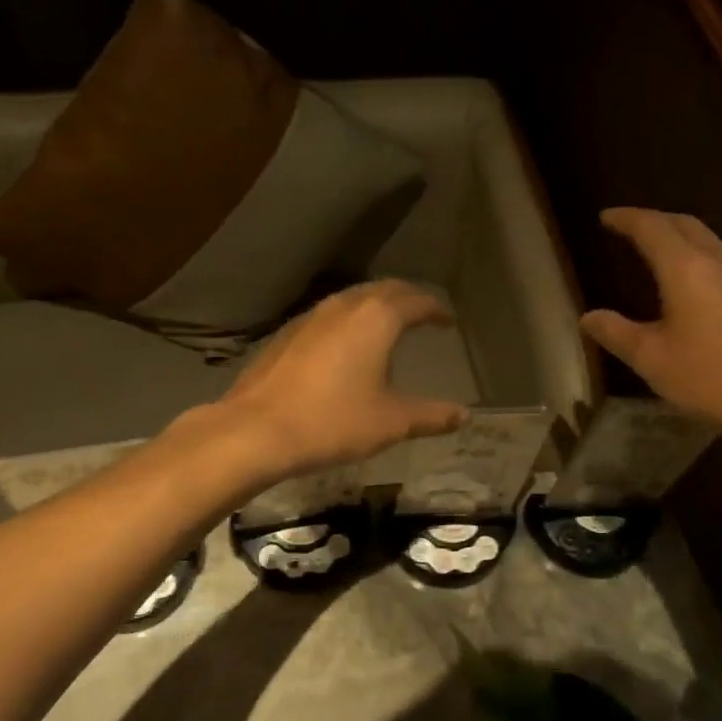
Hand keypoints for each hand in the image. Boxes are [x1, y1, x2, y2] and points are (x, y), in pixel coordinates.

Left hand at [215, 280, 468, 483]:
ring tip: (387, 324)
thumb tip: (464, 416)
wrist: (257, 430)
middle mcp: (344, 307)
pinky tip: (344, 345)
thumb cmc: (333, 422)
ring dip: (374, 305)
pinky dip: (347, 320)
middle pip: (383, 290)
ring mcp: (310, 317)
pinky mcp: (286, 334)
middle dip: (407, 298)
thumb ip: (431, 416)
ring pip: (351, 299)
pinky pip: (327, 316)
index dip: (435, 309)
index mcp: (376, 319)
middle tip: (422, 313)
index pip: (416, 301)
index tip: (447, 320)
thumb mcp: (391, 422)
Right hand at [580, 208, 721, 451]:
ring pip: (707, 240)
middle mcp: (719, 262)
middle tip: (628, 227)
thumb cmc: (714, 378)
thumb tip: (588, 318)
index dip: (626, 219)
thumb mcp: (653, 360)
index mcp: (687, 269)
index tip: (605, 217)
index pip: (652, 228)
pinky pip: (721, 260)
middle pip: (684, 224)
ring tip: (655, 249)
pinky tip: (690, 282)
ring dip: (678, 236)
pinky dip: (696, 256)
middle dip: (654, 220)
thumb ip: (617, 334)